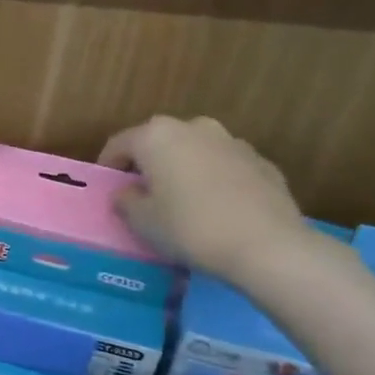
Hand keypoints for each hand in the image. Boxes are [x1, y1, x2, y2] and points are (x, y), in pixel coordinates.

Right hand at [99, 115, 317, 283]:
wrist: (267, 246)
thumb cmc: (190, 228)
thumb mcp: (141, 221)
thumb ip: (126, 201)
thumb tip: (127, 192)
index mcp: (156, 136)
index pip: (119, 144)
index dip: (108, 166)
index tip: (107, 188)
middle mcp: (194, 128)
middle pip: (159, 141)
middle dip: (148, 163)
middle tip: (144, 193)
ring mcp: (232, 142)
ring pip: (195, 150)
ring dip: (183, 168)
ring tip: (183, 201)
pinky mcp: (262, 161)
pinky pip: (224, 166)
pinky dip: (214, 180)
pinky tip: (217, 209)